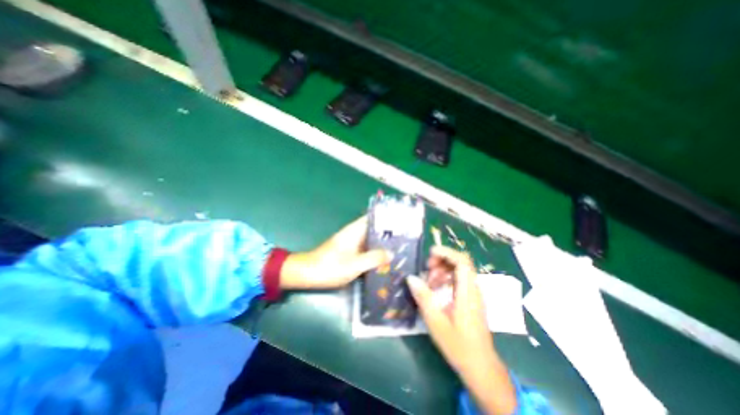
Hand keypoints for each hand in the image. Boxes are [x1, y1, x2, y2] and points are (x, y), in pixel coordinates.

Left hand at [279, 218, 392, 288]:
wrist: (307, 274)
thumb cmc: (329, 267)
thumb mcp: (354, 264)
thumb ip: (373, 258)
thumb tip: (391, 253)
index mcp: (355, 230)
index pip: (373, 217)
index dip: (386, 217)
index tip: (401, 221)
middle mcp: (354, 234)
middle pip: (374, 229)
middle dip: (388, 232)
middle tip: (406, 238)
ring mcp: (352, 243)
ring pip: (371, 239)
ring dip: (383, 243)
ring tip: (400, 247)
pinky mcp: (350, 251)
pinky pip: (366, 248)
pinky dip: (375, 251)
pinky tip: (385, 259)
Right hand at [408, 247, 515, 414]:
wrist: (480, 366)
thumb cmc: (458, 345)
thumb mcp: (435, 321)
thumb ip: (423, 297)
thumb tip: (411, 278)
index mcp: (467, 293)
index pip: (463, 262)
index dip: (447, 252)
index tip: (430, 253)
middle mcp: (473, 289)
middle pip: (461, 263)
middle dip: (442, 260)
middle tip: (427, 269)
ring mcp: (473, 294)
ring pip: (460, 271)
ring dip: (443, 270)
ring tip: (429, 281)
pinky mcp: (471, 299)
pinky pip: (459, 280)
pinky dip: (446, 279)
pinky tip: (436, 289)